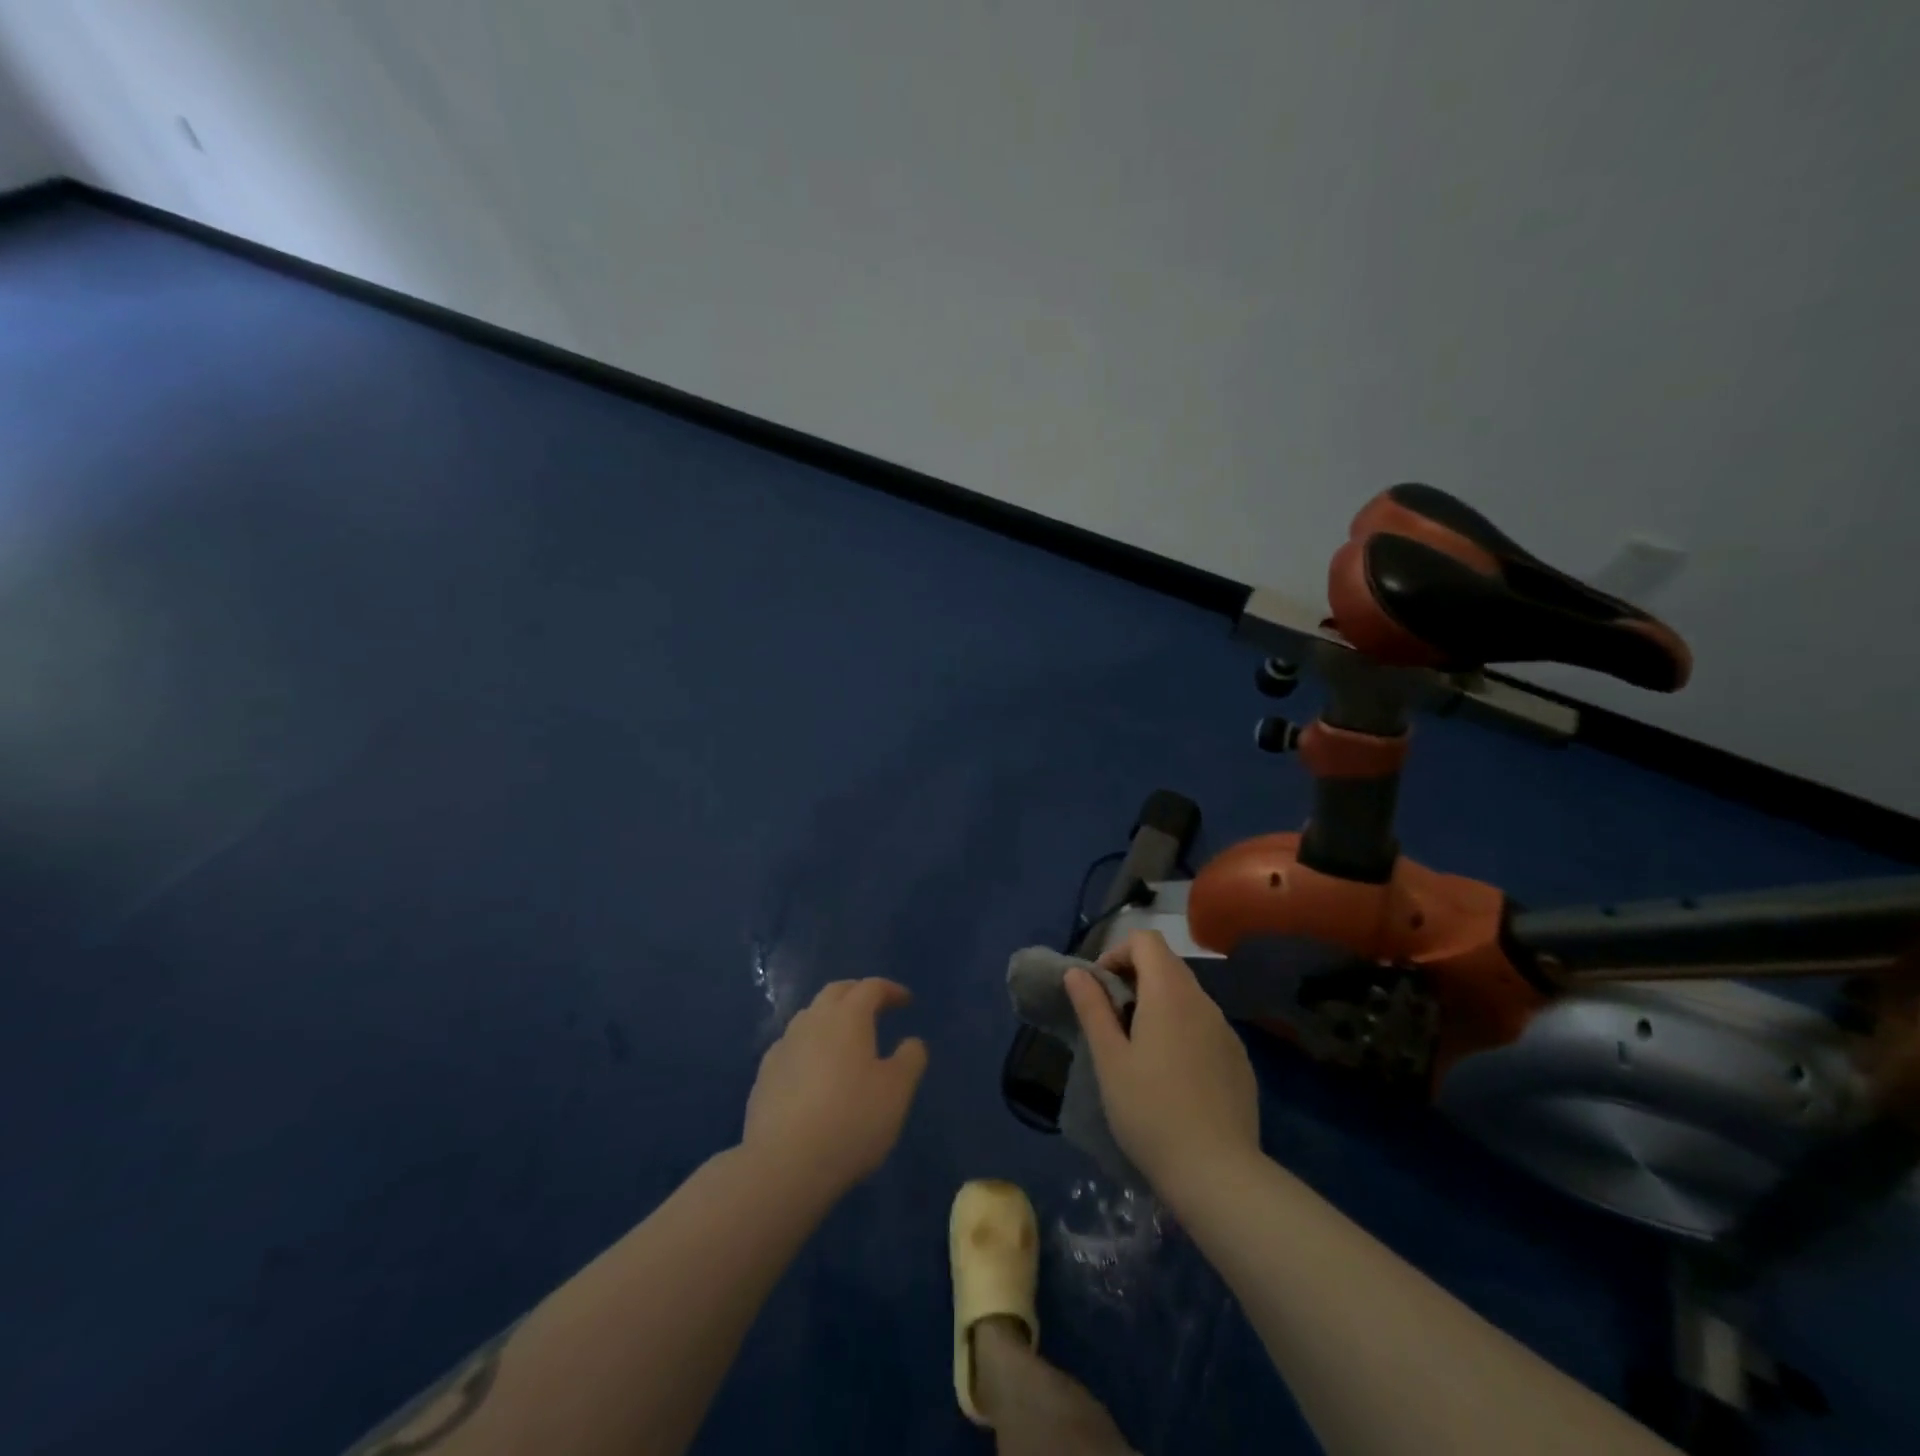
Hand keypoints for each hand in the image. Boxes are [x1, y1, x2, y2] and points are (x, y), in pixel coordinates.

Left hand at [741, 978, 928, 1201]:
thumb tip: (911, 1042)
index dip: (890, 990)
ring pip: (809, 1017)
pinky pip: (791, 1046)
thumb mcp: (897, 1092)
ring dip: (830, 1017)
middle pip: (835, 992)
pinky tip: (813, 1070)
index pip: (870, 987)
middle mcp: (812, 1022)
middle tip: (875, 1007)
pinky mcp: (764, 1076)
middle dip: (857, 993)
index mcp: (847, 1018)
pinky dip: (808, 1046)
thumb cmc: (851, 1121)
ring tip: (845, 1038)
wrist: (784, 1166)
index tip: (906, 1001)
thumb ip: (910, 1059)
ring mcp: (783, 1047)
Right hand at [1065, 930, 1259, 1198]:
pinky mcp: (1239, 1060)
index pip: (1146, 940)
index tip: (1100, 989)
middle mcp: (1203, 1001)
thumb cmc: (1150, 1111)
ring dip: (1159, 1005)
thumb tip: (1077, 972)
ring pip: (1187, 996)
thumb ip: (1092, 1008)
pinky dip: (1183, 1030)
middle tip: (1112, 1019)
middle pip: (1167, 964)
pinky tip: (1173, 1076)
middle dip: (1135, 978)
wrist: (1218, 1173)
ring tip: (1139, 1049)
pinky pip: (1205, 1026)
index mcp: (1169, 993)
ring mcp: (1226, 1031)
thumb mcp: (1109, 1059)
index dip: (1117, 953)